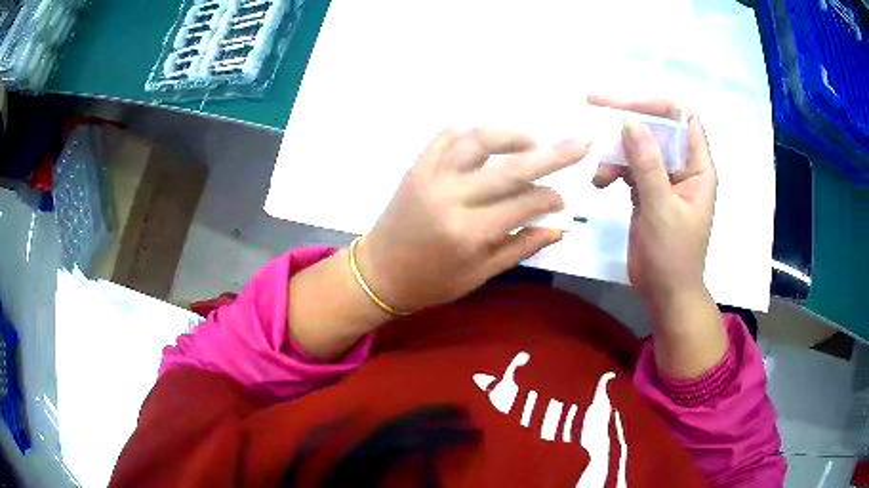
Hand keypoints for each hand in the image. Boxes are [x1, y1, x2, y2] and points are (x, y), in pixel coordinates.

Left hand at [356, 128, 589, 312]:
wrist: (378, 273)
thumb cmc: (431, 283)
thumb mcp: (480, 275)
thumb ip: (520, 247)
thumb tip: (559, 227)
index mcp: (468, 233)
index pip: (524, 203)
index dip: (550, 198)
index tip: (562, 200)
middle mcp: (451, 197)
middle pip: (511, 167)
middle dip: (552, 153)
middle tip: (579, 141)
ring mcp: (430, 177)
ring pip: (478, 141)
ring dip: (511, 134)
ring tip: (533, 139)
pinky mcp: (416, 167)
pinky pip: (445, 137)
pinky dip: (470, 132)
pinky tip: (489, 138)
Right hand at [589, 96, 724, 378]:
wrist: (665, 294)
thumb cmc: (674, 257)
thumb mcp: (662, 209)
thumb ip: (648, 166)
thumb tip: (631, 124)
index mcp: (698, 168)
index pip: (684, 119)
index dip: (659, 105)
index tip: (627, 104)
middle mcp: (683, 167)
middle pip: (658, 127)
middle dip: (629, 118)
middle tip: (595, 104)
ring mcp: (664, 179)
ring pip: (639, 146)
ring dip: (616, 151)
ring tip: (600, 173)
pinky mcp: (647, 192)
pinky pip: (629, 167)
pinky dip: (613, 169)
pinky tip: (600, 183)